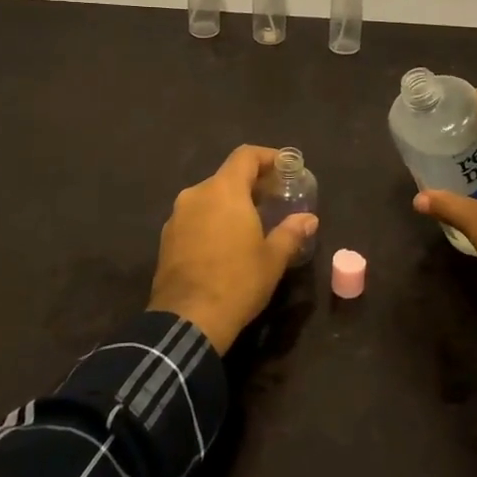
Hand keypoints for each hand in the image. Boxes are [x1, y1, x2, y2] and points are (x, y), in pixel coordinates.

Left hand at [149, 145, 318, 352]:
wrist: (188, 320)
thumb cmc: (237, 282)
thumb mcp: (273, 258)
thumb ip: (291, 232)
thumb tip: (309, 219)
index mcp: (224, 191)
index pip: (245, 156)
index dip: (267, 157)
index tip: (285, 168)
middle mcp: (197, 194)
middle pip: (227, 176)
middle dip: (251, 184)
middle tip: (274, 199)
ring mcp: (177, 216)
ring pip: (209, 197)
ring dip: (231, 203)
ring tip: (252, 222)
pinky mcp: (167, 238)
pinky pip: (195, 217)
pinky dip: (213, 220)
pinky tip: (226, 243)